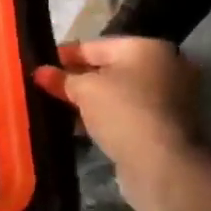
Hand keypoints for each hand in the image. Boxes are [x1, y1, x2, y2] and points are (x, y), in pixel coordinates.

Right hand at [34, 37, 206, 210]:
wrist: (162, 164)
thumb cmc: (123, 112)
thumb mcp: (84, 90)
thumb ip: (61, 79)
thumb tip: (40, 72)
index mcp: (146, 47)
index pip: (95, 46)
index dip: (64, 55)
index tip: (40, 65)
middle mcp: (164, 67)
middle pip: (109, 69)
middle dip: (77, 79)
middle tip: (46, 88)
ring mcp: (170, 98)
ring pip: (119, 94)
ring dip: (91, 101)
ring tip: (58, 109)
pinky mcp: (167, 126)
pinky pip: (128, 113)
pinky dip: (106, 117)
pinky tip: (80, 127)